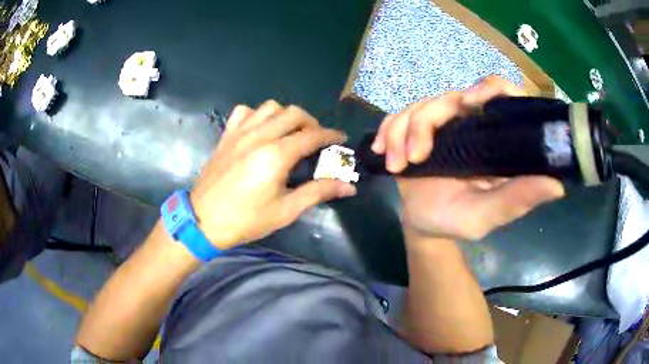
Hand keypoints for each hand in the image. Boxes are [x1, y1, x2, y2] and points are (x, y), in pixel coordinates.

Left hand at [190, 101, 356, 248]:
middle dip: (311, 122)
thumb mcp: (286, 210)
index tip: (340, 138)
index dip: (330, 135)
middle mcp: (259, 136)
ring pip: (270, 107)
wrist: (202, 220)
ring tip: (289, 132)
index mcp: (276, 155)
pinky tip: (259, 130)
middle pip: (294, 113)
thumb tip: (349, 187)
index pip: (312, 135)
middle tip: (316, 139)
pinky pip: (244, 112)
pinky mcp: (226, 136)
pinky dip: (257, 115)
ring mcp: (240, 133)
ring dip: (285, 115)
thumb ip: (318, 192)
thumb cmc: (246, 219)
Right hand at [371, 76, 564, 241]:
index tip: (469, 103)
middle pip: (451, 96)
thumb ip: (517, 200)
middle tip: (416, 156)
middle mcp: (472, 123)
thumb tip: (559, 184)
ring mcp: (443, 123)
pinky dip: (389, 132)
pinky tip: (383, 154)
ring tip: (398, 167)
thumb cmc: (457, 220)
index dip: (490, 89)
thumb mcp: (487, 215)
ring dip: (403, 133)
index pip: (502, 95)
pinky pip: (399, 116)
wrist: (422, 224)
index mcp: (496, 138)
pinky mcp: (417, 127)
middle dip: (427, 121)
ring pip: (420, 106)